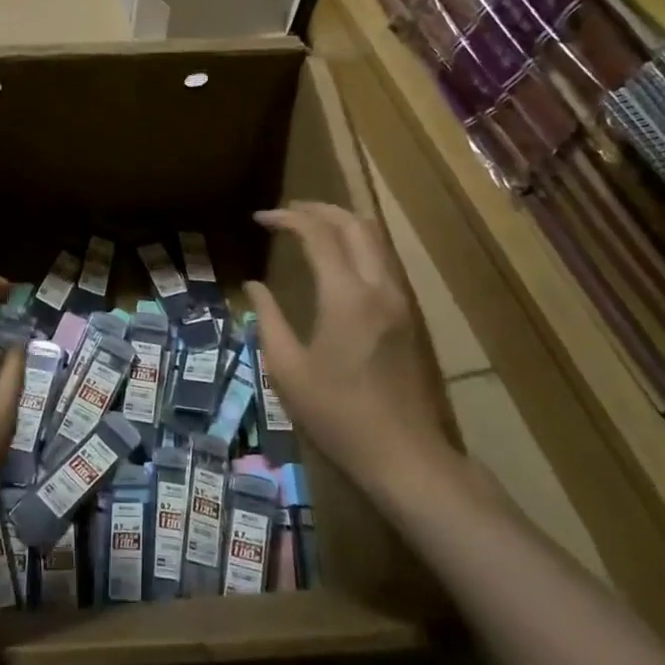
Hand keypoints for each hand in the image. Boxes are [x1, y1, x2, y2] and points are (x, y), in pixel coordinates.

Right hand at [246, 202, 461, 508]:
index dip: (287, 218)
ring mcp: (401, 300)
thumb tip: (254, 287)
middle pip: (356, 224)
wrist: (405, 455)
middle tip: (287, 212)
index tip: (260, 218)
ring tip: (310, 226)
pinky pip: (384, 260)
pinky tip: (337, 259)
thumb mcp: (288, 370)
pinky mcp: (410, 315)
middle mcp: (379, 287)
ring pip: (377, 238)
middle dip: (319, 209)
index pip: (318, 235)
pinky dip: (359, 244)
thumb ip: (268, 320)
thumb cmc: (338, 416)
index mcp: (346, 297)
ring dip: (343, 223)